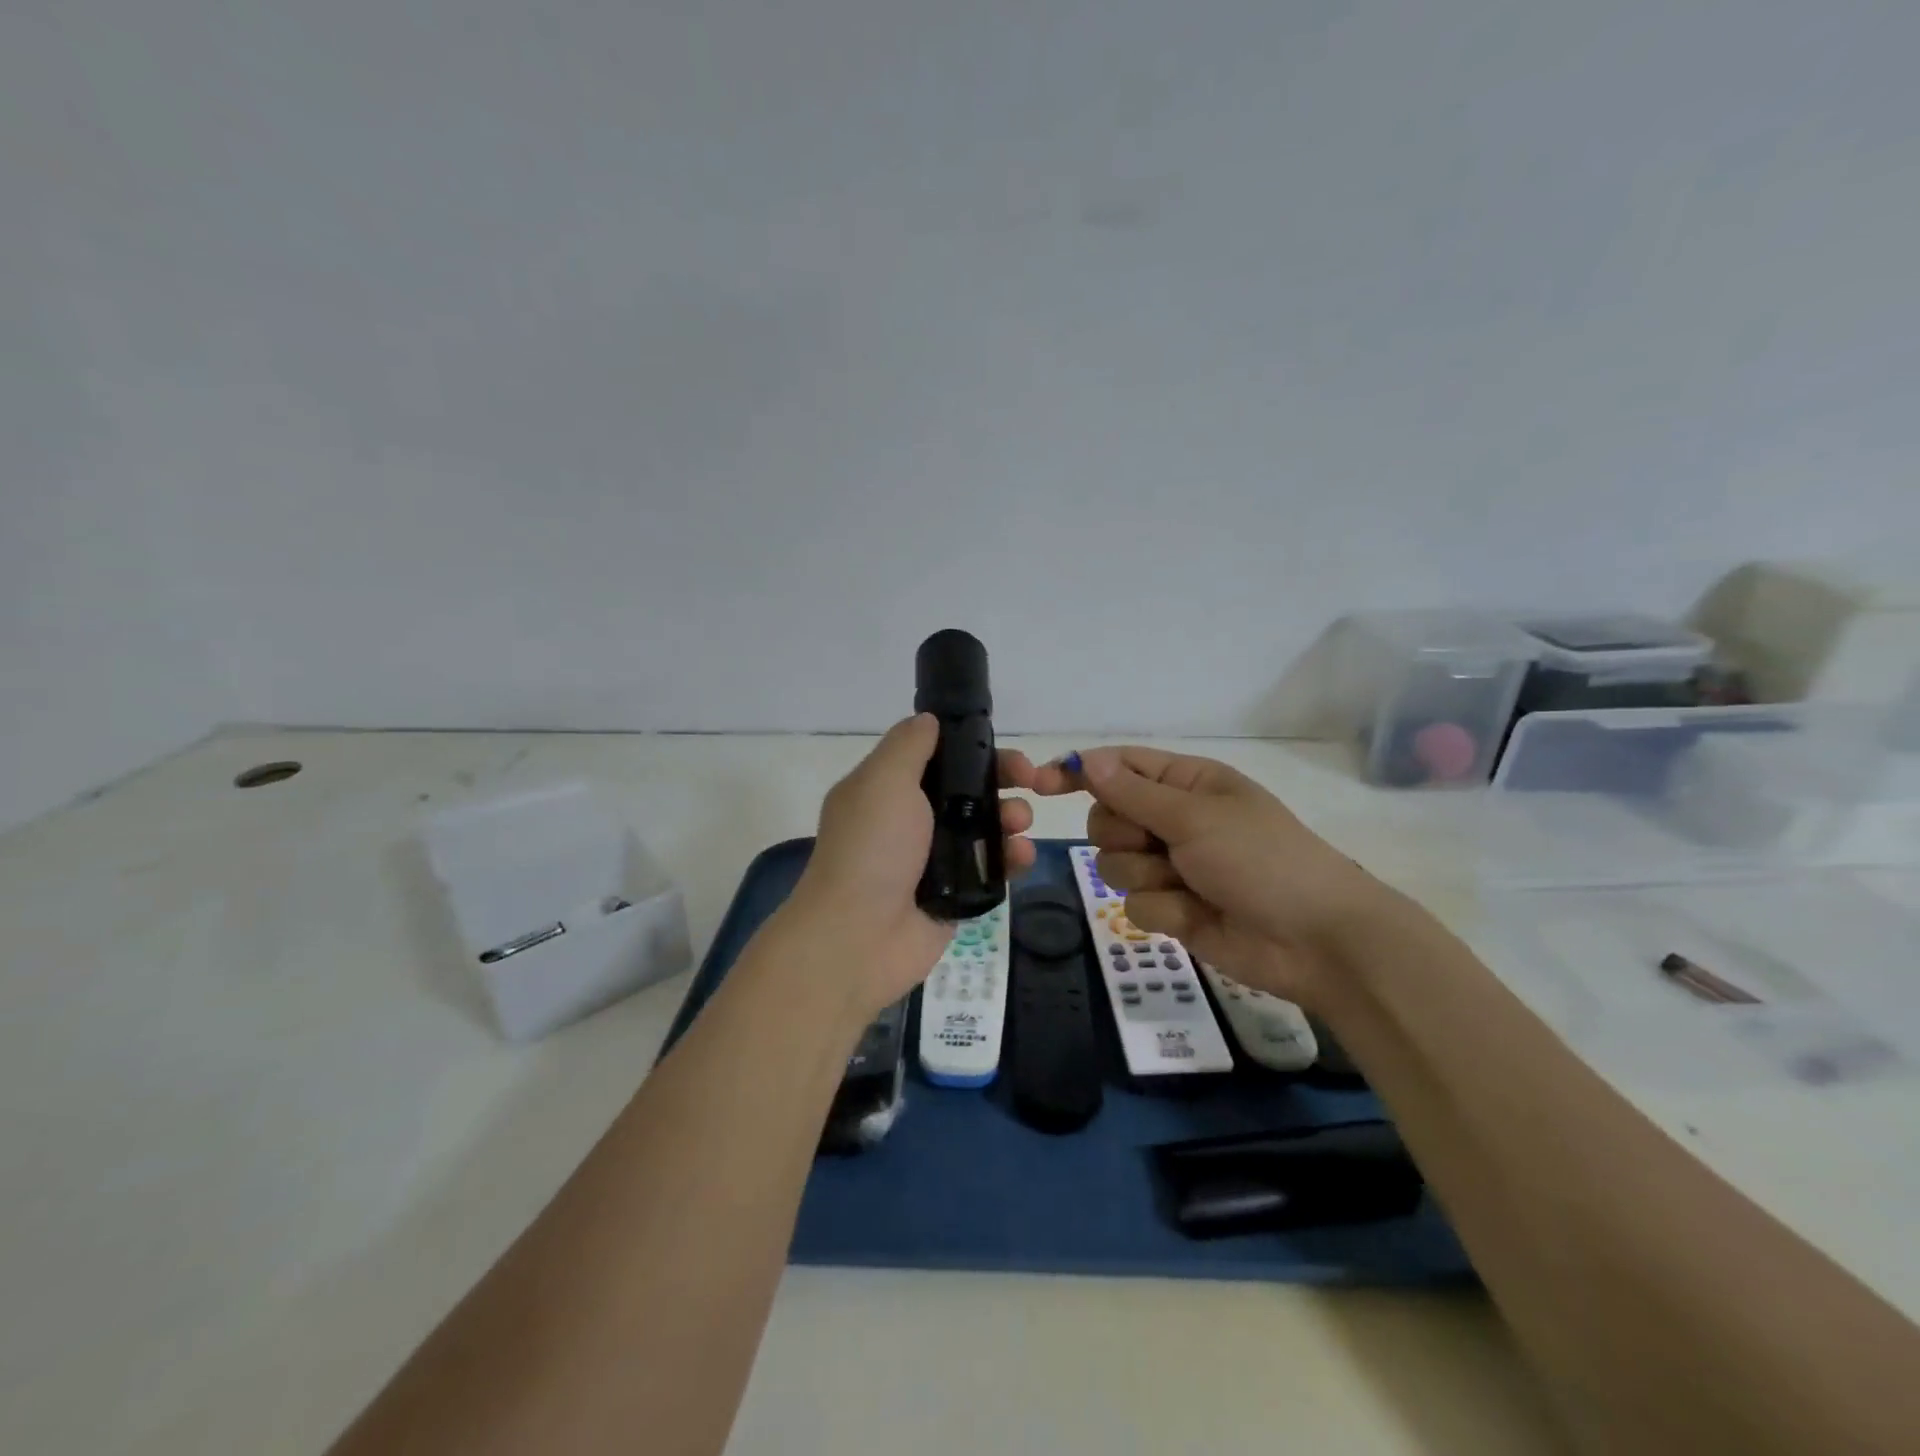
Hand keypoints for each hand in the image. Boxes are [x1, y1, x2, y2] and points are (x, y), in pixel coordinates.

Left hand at [788, 715, 1035, 1017]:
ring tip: (1020, 825)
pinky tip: (1023, 857)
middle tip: (1030, 781)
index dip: (973, 749)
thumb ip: (909, 745)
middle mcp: (911, 821)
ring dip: (1010, 818)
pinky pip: (991, 868)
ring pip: (985, 828)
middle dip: (1002, 780)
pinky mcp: (955, 895)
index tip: (1001, 747)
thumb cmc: (871, 849)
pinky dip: (1011, 859)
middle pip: (967, 791)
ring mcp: (934, 860)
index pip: (938, 757)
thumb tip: (929, 720)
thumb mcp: (884, 781)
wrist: (858, 937)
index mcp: (887, 790)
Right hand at [1033, 747, 1382, 1006]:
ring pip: (1114, 862)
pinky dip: (1162, 908)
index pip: (1120, 766)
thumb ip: (1134, 793)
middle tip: (1158, 843)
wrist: (1313, 940)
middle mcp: (1174, 819)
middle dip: (1124, 833)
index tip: (1042, 784)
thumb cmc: (1260, 859)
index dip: (1080, 771)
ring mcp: (1171, 865)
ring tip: (1187, 883)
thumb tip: (1086, 760)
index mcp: (1186, 783)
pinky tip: (1195, 915)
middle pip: (1107, 817)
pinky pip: (1134, 902)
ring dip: (1145, 874)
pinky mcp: (1171, 907)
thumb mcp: (1195, 817)